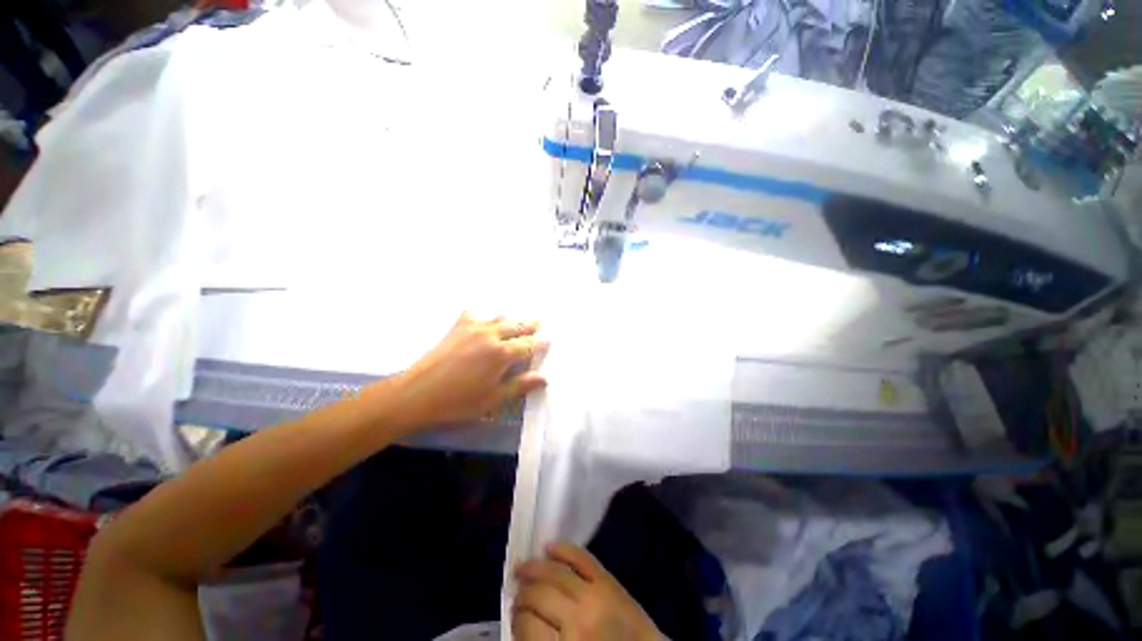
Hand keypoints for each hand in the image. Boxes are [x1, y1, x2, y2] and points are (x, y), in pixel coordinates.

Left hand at [388, 312, 546, 429]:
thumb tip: (544, 378)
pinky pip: (473, 315)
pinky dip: (481, 315)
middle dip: (529, 325)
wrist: (417, 393)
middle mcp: (491, 335)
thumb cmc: (459, 401)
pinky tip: (480, 317)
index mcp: (502, 353)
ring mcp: (473, 328)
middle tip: (539, 322)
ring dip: (510, 319)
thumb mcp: (493, 398)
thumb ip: (520, 385)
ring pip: (498, 318)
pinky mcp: (456, 328)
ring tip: (517, 320)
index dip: (540, 343)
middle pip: (516, 326)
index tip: (549, 340)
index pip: (528, 345)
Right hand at [513, 543, 662, 640]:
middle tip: (515, 592)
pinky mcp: (607, 580)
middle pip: (537, 597)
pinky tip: (548, 546)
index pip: (526, 627)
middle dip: (522, 594)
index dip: (516, 620)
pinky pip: (581, 557)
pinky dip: (564, 548)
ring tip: (522, 568)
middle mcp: (576, 620)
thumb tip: (521, 622)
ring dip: (534, 568)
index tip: (513, 616)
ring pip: (555, 573)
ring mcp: (593, 595)